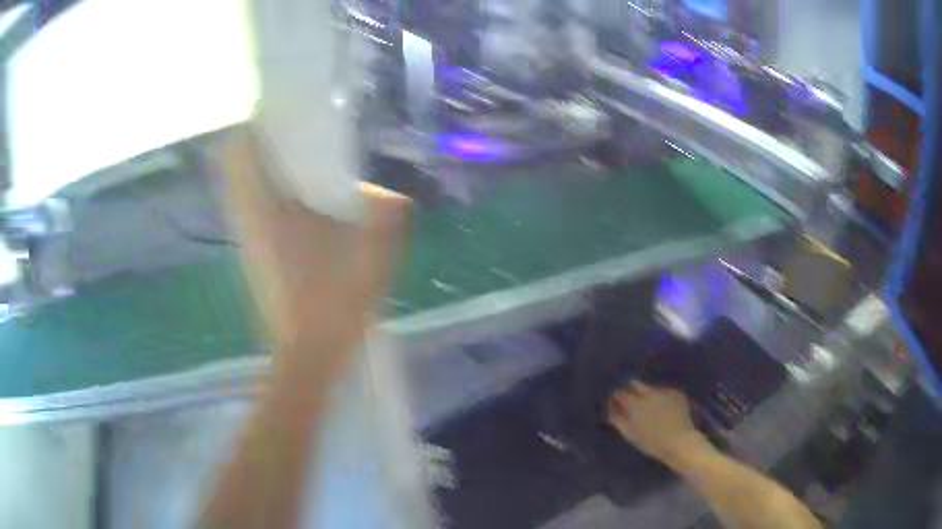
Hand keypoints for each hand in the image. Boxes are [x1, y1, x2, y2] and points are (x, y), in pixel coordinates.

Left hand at [216, 128, 409, 382]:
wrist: (308, 353)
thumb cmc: (334, 301)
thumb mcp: (372, 254)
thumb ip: (386, 214)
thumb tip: (387, 193)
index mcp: (267, 209)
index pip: (240, 151)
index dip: (253, 122)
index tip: (277, 108)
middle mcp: (247, 218)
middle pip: (235, 164)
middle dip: (259, 140)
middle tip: (294, 128)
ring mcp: (247, 238)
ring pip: (242, 186)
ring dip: (262, 166)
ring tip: (299, 157)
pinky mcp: (252, 253)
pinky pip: (251, 207)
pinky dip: (266, 192)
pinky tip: (299, 199)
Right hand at [607, 382, 707, 467]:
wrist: (680, 441)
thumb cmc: (652, 442)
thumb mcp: (630, 435)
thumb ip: (618, 420)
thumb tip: (611, 410)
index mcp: (635, 404)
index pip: (620, 393)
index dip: (616, 397)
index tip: (614, 401)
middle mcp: (649, 393)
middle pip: (635, 384)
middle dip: (630, 389)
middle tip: (631, 400)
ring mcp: (664, 391)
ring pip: (650, 388)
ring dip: (646, 393)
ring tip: (649, 405)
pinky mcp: (677, 393)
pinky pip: (664, 391)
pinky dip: (661, 397)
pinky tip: (663, 407)